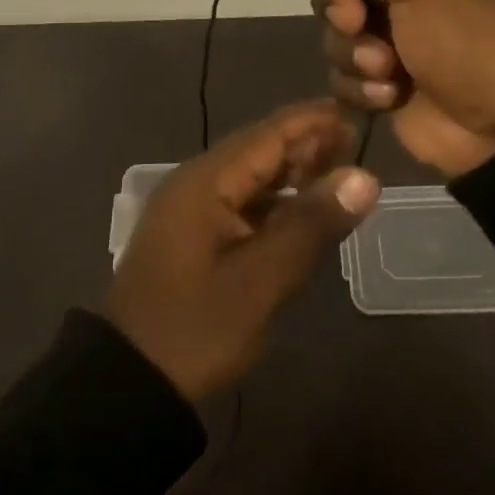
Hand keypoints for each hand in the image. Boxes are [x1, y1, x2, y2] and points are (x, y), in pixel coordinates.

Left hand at [103, 102, 380, 400]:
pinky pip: (241, 202)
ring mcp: (191, 209)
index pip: (269, 134)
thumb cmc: (195, 328)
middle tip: (356, 145)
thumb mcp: (261, 281)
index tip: (356, 112)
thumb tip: (365, 177)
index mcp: (206, 181)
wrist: (129, 382)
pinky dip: (275, 201)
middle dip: (306, 144)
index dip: (313, 121)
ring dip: (292, 172)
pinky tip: (302, 212)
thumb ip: (311, 224)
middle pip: (259, 150)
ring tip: (339, 173)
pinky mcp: (193, 235)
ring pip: (251, 176)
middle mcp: (196, 183)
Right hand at [275, 0, 494, 177]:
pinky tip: (390, 96)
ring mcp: (403, 36)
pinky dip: (363, 84)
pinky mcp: (391, 81)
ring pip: (339, 30)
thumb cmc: (476, 36)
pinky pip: (348, 72)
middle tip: (356, 22)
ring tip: (386, 70)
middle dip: (341, 3)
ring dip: (355, 50)